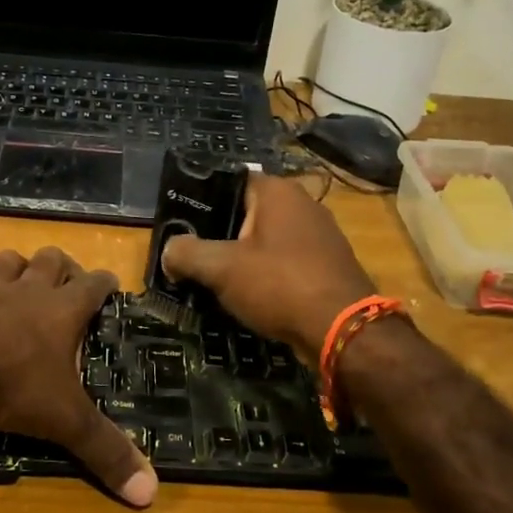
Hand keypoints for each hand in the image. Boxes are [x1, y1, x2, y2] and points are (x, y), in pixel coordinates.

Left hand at [0, 248, 156, 507]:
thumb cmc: (13, 386)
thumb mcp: (67, 422)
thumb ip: (107, 451)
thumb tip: (151, 492)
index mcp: (63, 312)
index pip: (94, 285)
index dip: (105, 282)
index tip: (111, 283)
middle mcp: (28, 293)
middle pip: (50, 261)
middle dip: (60, 265)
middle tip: (65, 278)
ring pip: (5, 263)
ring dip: (14, 266)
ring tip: (18, 273)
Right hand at [160, 173, 377, 364]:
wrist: (343, 330)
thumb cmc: (280, 285)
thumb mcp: (221, 269)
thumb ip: (187, 254)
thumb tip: (169, 252)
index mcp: (277, 191)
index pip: (228, 182)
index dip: (200, 201)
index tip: (179, 225)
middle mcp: (302, 204)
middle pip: (246, 212)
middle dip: (218, 233)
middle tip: (189, 256)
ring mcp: (319, 235)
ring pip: (265, 239)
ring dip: (241, 257)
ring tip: (212, 279)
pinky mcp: (327, 264)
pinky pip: (284, 261)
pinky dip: (265, 274)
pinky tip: (248, 296)